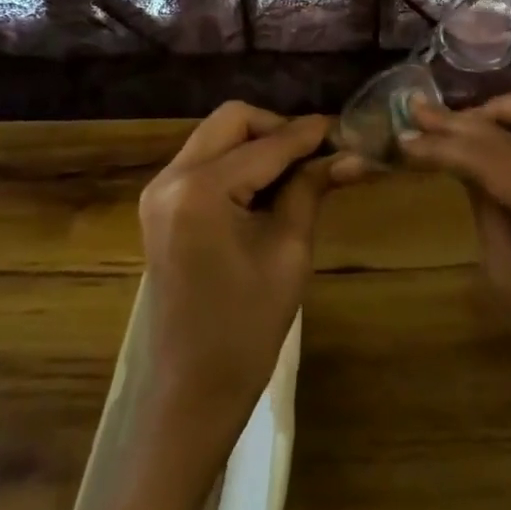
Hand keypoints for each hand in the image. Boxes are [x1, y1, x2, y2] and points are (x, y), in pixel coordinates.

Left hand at [137, 102, 346, 462]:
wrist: (191, 389)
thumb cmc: (246, 327)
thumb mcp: (289, 250)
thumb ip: (311, 188)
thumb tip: (351, 153)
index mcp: (200, 189)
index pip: (267, 144)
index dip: (310, 133)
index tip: (346, 128)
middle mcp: (170, 177)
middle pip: (232, 120)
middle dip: (277, 128)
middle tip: (317, 153)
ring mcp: (159, 190)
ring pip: (216, 136)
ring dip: (258, 143)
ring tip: (299, 170)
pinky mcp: (161, 205)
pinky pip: (204, 161)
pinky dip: (238, 161)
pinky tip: (268, 186)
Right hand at [402, 93, 510, 474]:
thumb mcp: (507, 281)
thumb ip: (485, 209)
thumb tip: (457, 159)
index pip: (496, 161)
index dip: (446, 146)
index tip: (405, 137)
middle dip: (466, 122)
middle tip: (420, 114)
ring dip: (506, 109)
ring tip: (462, 120)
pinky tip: (499, 131)